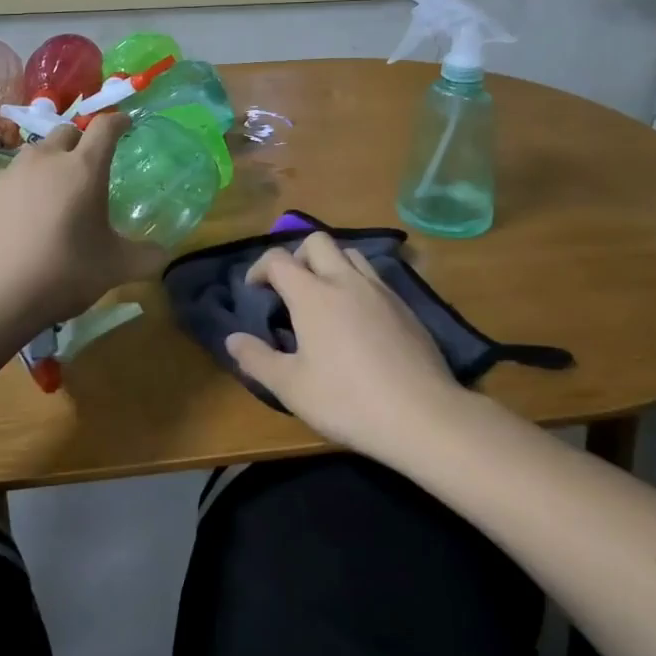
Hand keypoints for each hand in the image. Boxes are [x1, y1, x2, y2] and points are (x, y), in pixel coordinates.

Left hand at [0, 113, 166, 328]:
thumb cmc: (63, 272)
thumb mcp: (115, 268)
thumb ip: (146, 256)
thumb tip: (164, 254)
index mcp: (84, 168)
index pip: (105, 127)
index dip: (118, 121)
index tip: (125, 124)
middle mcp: (47, 160)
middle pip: (67, 131)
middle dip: (82, 140)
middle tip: (89, 165)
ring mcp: (12, 173)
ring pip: (36, 152)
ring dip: (51, 161)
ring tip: (56, 191)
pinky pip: (13, 176)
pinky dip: (25, 185)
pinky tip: (25, 215)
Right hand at [227, 232, 466, 461]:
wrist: (422, 414)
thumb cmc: (347, 400)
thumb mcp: (291, 387)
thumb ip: (256, 359)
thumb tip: (232, 339)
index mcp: (313, 294)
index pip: (278, 259)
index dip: (259, 269)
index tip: (254, 290)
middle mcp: (346, 280)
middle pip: (317, 242)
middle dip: (298, 256)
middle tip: (291, 289)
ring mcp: (380, 290)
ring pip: (350, 254)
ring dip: (330, 265)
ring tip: (324, 298)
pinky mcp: (405, 307)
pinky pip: (374, 278)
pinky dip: (357, 284)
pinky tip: (358, 319)